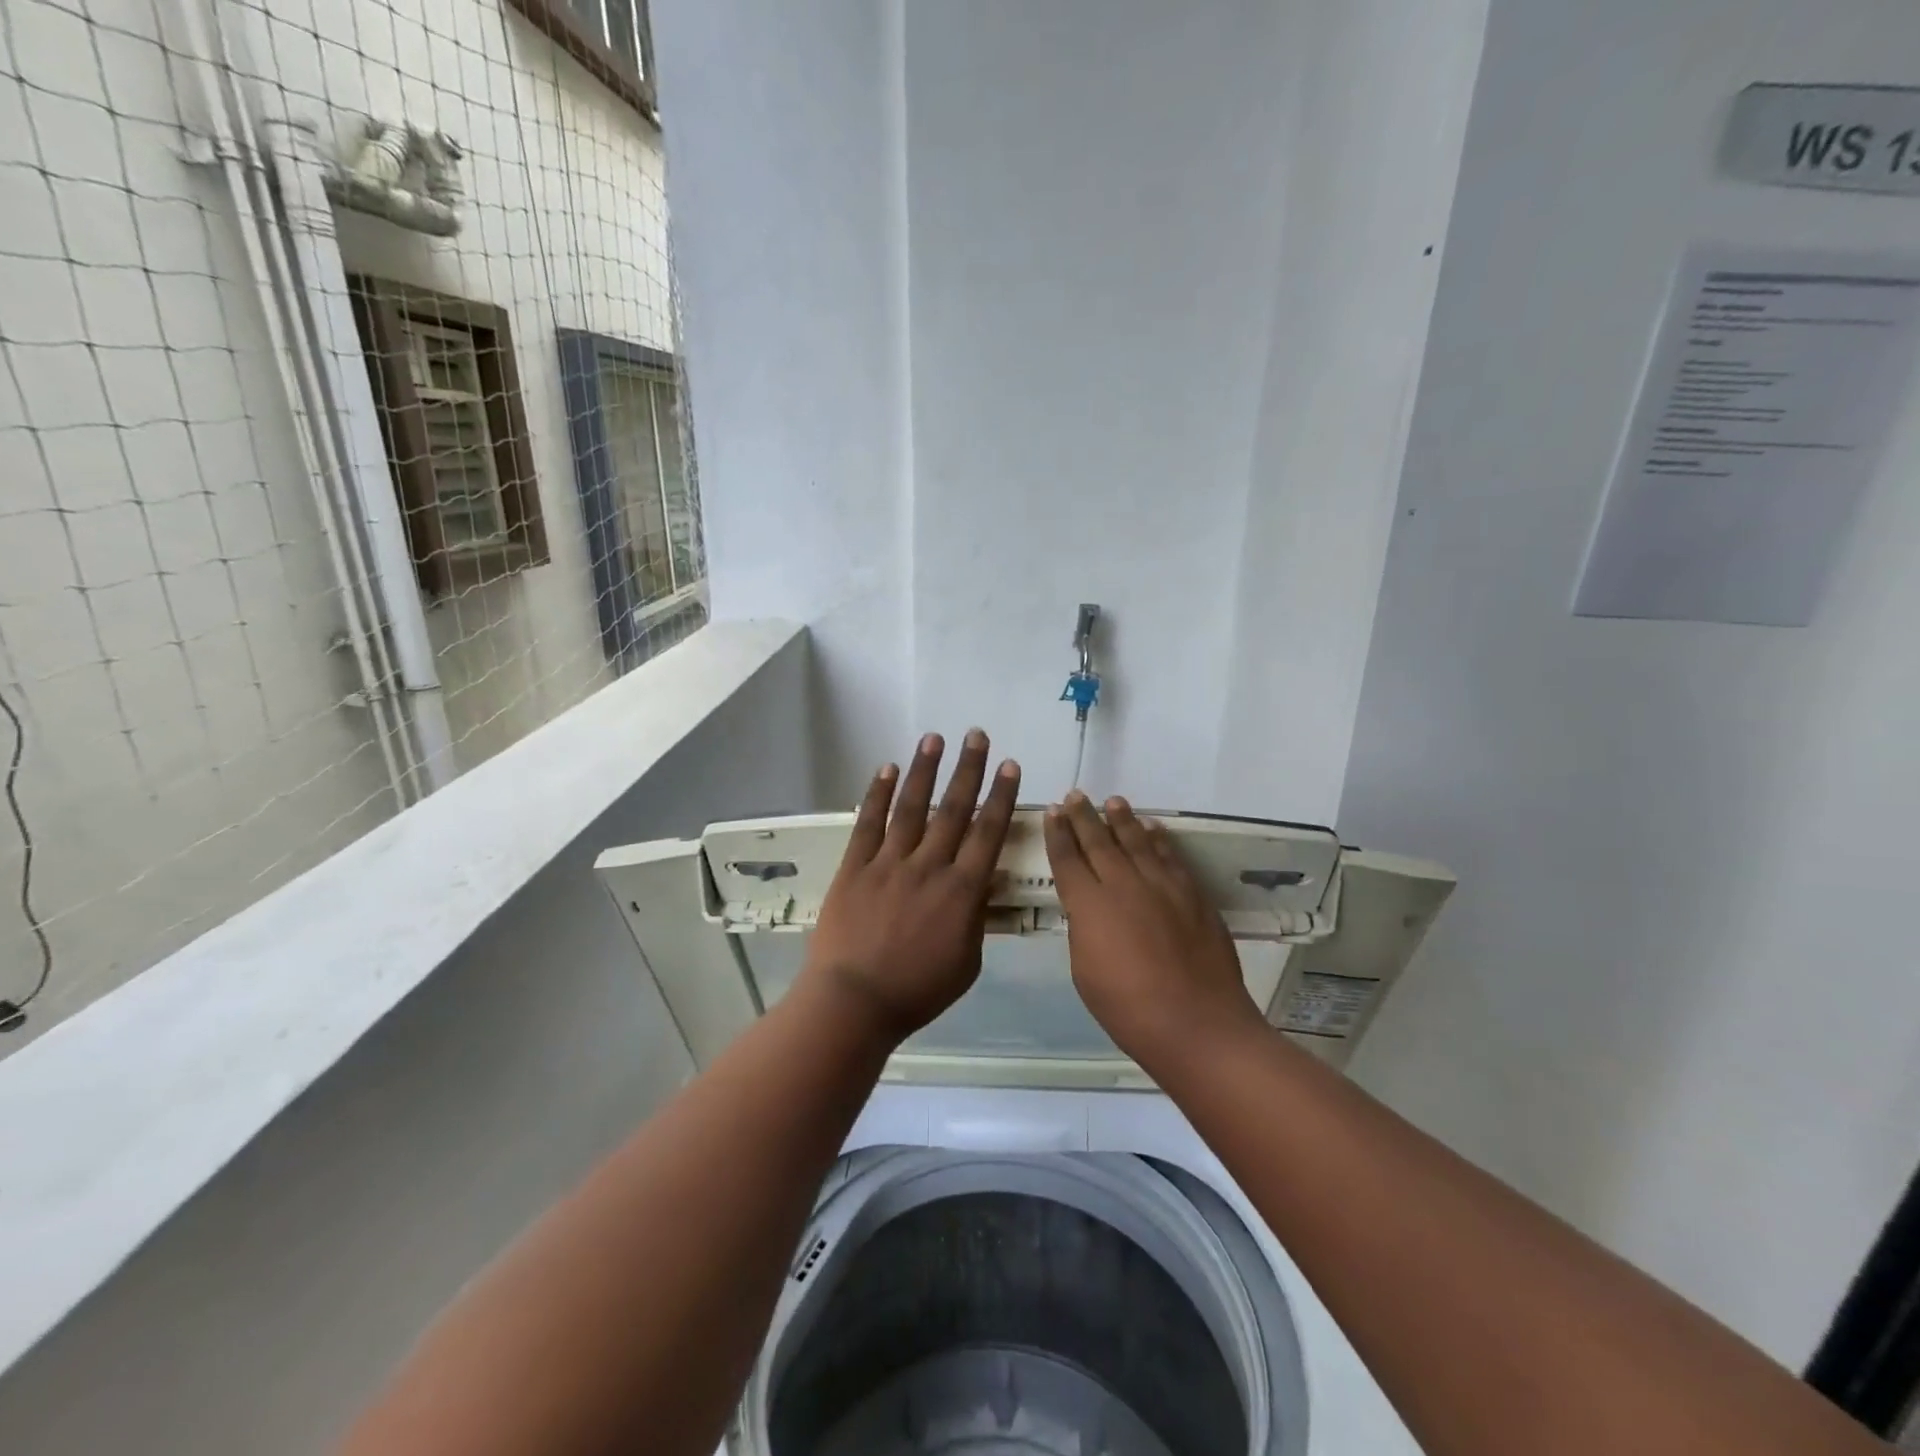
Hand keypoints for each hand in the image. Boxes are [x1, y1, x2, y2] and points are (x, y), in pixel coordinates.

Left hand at [799, 731, 1021, 1042]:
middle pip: (953, 809)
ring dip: (924, 770)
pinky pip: (869, 824)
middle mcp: (928, 866)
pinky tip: (887, 769)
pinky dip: (878, 795)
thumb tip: (983, 882)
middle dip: (968, 770)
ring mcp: (889, 863)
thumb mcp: (967, 962)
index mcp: (961, 891)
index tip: (1009, 766)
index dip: (1000, 796)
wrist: (854, 1002)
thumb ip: (976, 917)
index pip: (987, 833)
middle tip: (977, 735)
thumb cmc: (917, 991)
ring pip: (912, 808)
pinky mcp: (855, 867)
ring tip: (934, 738)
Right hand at [1044, 792, 1265, 1066]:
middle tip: (1076, 795)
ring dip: (1122, 819)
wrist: (1196, 1022)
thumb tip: (1088, 909)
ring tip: (1113, 802)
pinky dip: (1158, 839)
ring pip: (1137, 841)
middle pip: (1099, 841)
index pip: (1067, 859)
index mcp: (1089, 905)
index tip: (1053, 812)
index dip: (1058, 834)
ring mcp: (1162, 885)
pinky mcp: (1191, 894)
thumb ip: (1084, 929)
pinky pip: (1170, 856)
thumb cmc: (1128, 1008)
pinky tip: (1153, 828)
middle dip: (1084, 817)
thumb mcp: (1084, 971)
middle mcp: (1123, 884)